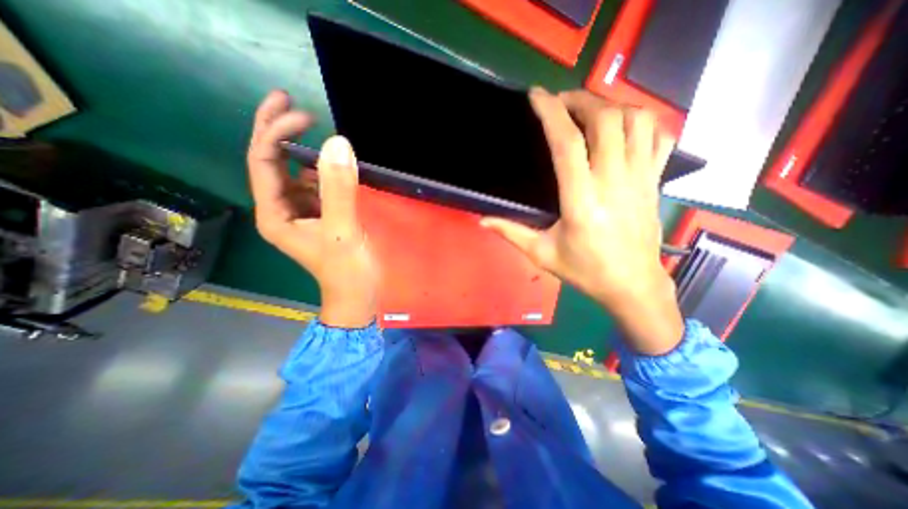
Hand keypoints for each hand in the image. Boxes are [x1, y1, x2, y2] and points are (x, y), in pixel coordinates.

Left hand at [247, 90, 377, 327]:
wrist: (358, 296)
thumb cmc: (347, 270)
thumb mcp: (343, 230)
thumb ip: (339, 189)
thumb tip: (338, 143)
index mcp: (275, 214)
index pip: (264, 162)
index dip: (276, 132)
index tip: (303, 114)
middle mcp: (282, 210)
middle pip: (271, 162)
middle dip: (277, 131)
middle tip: (291, 101)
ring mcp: (302, 213)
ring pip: (295, 173)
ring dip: (304, 151)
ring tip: (319, 131)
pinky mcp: (320, 216)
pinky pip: (316, 186)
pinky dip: (323, 171)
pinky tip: (334, 164)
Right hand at [482, 87, 680, 355]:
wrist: (632, 285)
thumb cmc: (585, 271)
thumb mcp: (542, 255)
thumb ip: (512, 233)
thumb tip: (483, 221)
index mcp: (581, 200)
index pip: (566, 143)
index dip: (551, 113)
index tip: (537, 96)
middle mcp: (613, 181)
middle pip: (604, 119)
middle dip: (580, 100)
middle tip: (561, 103)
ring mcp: (640, 178)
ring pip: (636, 120)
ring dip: (611, 106)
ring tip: (589, 112)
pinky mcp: (654, 181)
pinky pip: (659, 136)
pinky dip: (643, 121)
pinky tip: (624, 128)